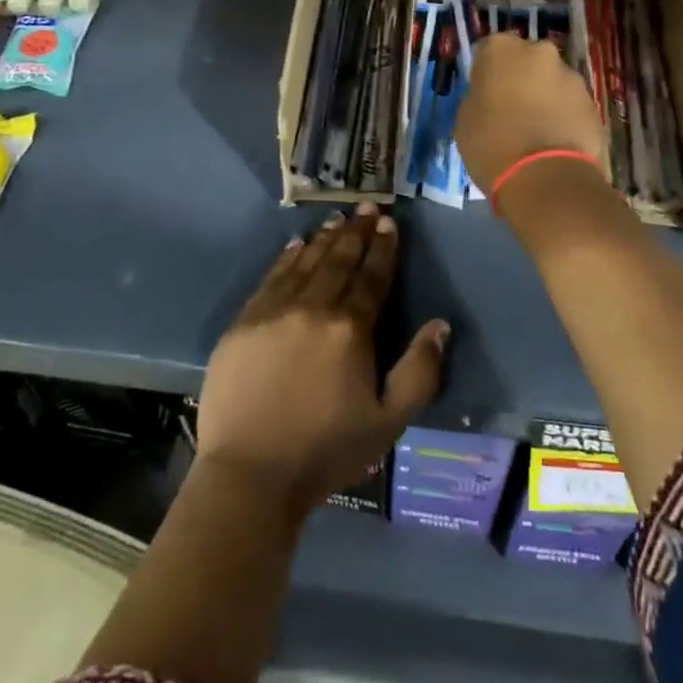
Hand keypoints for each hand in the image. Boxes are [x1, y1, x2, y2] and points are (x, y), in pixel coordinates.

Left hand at [196, 205, 449, 510]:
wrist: (250, 474)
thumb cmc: (326, 451)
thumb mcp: (389, 422)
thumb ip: (419, 371)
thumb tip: (439, 325)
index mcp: (350, 329)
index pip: (372, 277)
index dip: (383, 249)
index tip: (390, 223)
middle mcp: (313, 308)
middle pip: (339, 261)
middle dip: (357, 232)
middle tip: (367, 207)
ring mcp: (273, 312)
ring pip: (305, 263)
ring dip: (324, 239)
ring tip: (338, 219)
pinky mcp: (244, 322)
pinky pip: (270, 278)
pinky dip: (286, 258)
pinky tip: (295, 245)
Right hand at [455, 32, 606, 194]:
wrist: (546, 178)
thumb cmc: (492, 144)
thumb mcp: (466, 119)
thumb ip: (479, 96)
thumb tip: (490, 97)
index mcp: (501, 49)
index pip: (488, 50)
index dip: (485, 72)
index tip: (484, 94)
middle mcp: (540, 51)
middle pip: (526, 60)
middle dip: (519, 79)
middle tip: (510, 110)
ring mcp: (571, 76)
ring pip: (551, 81)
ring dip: (543, 97)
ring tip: (535, 132)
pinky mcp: (593, 103)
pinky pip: (570, 104)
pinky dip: (563, 116)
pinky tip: (554, 142)